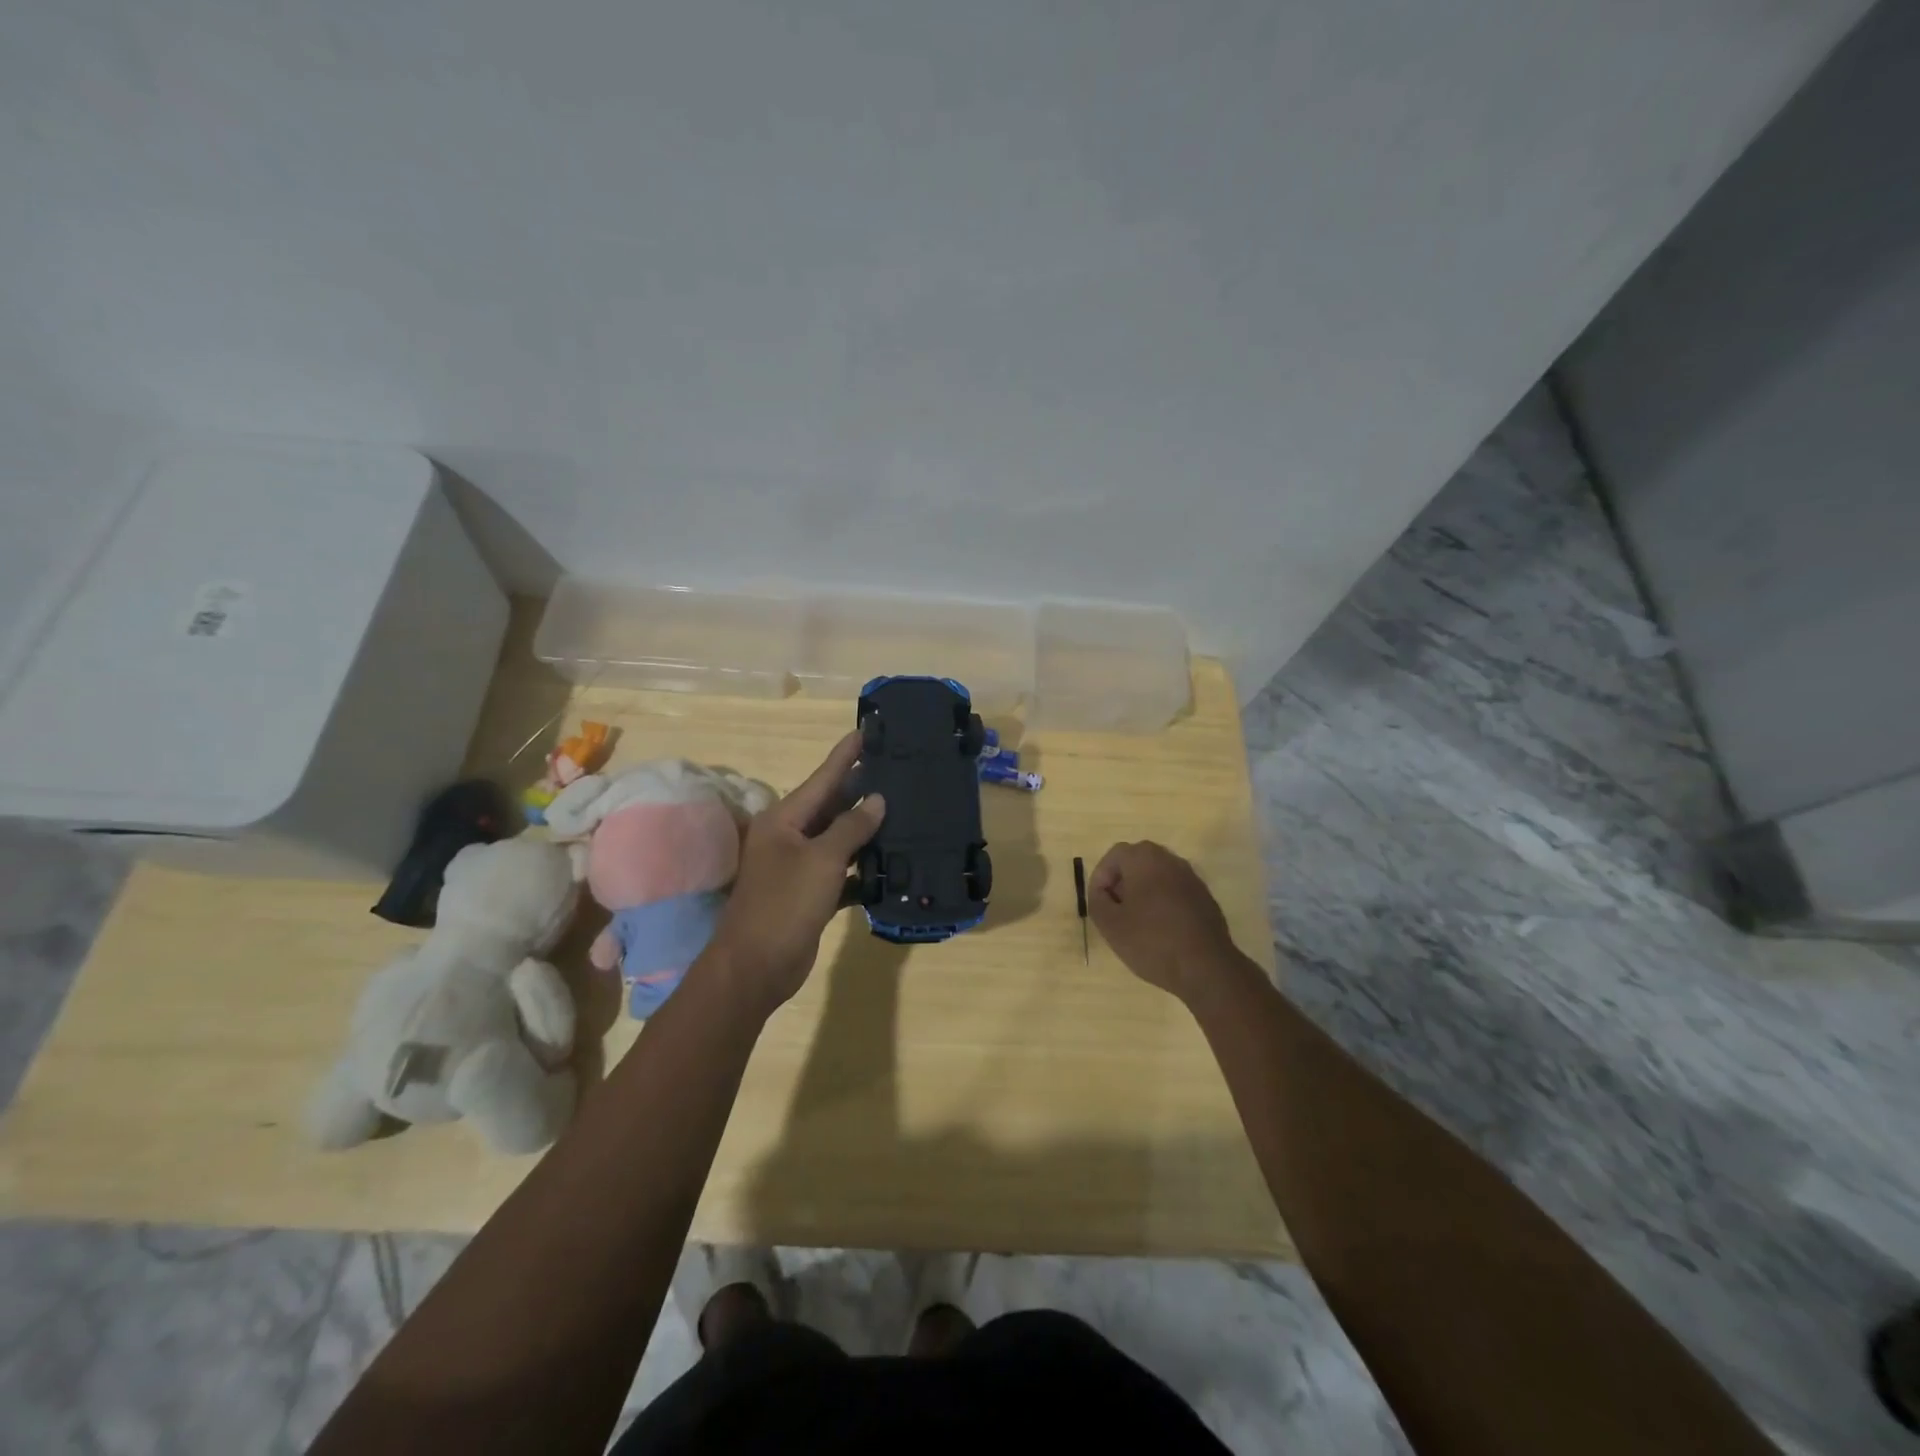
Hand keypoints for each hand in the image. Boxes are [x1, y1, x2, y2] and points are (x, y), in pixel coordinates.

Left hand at [707, 732, 884, 1015]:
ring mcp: (799, 867)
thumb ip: (851, 828)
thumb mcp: (821, 860)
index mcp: (785, 819)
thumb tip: (876, 800)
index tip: (867, 730)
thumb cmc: (784, 904)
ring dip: (867, 830)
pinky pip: (841, 871)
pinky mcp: (810, 894)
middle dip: (862, 789)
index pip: (823, 778)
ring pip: (839, 839)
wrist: (756, 967)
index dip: (846, 755)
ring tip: (904, 810)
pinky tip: (891, 864)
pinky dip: (862, 869)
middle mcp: (790, 837)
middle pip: (832, 806)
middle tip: (898, 769)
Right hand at [1088, 841, 1244, 1006]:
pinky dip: (1163, 903)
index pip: (1115, 855)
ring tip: (1136, 922)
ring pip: (1158, 877)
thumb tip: (1102, 892)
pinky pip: (1175, 892)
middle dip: (1122, 883)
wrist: (1206, 968)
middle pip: (1138, 862)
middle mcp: (1171, 860)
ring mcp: (1192, 878)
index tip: (1098, 902)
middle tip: (1114, 909)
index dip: (1101, 877)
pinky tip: (1161, 931)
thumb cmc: (1152, 941)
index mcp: (1145, 859)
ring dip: (1143, 893)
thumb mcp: (1110, 924)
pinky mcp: (1205, 898)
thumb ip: (1097, 901)